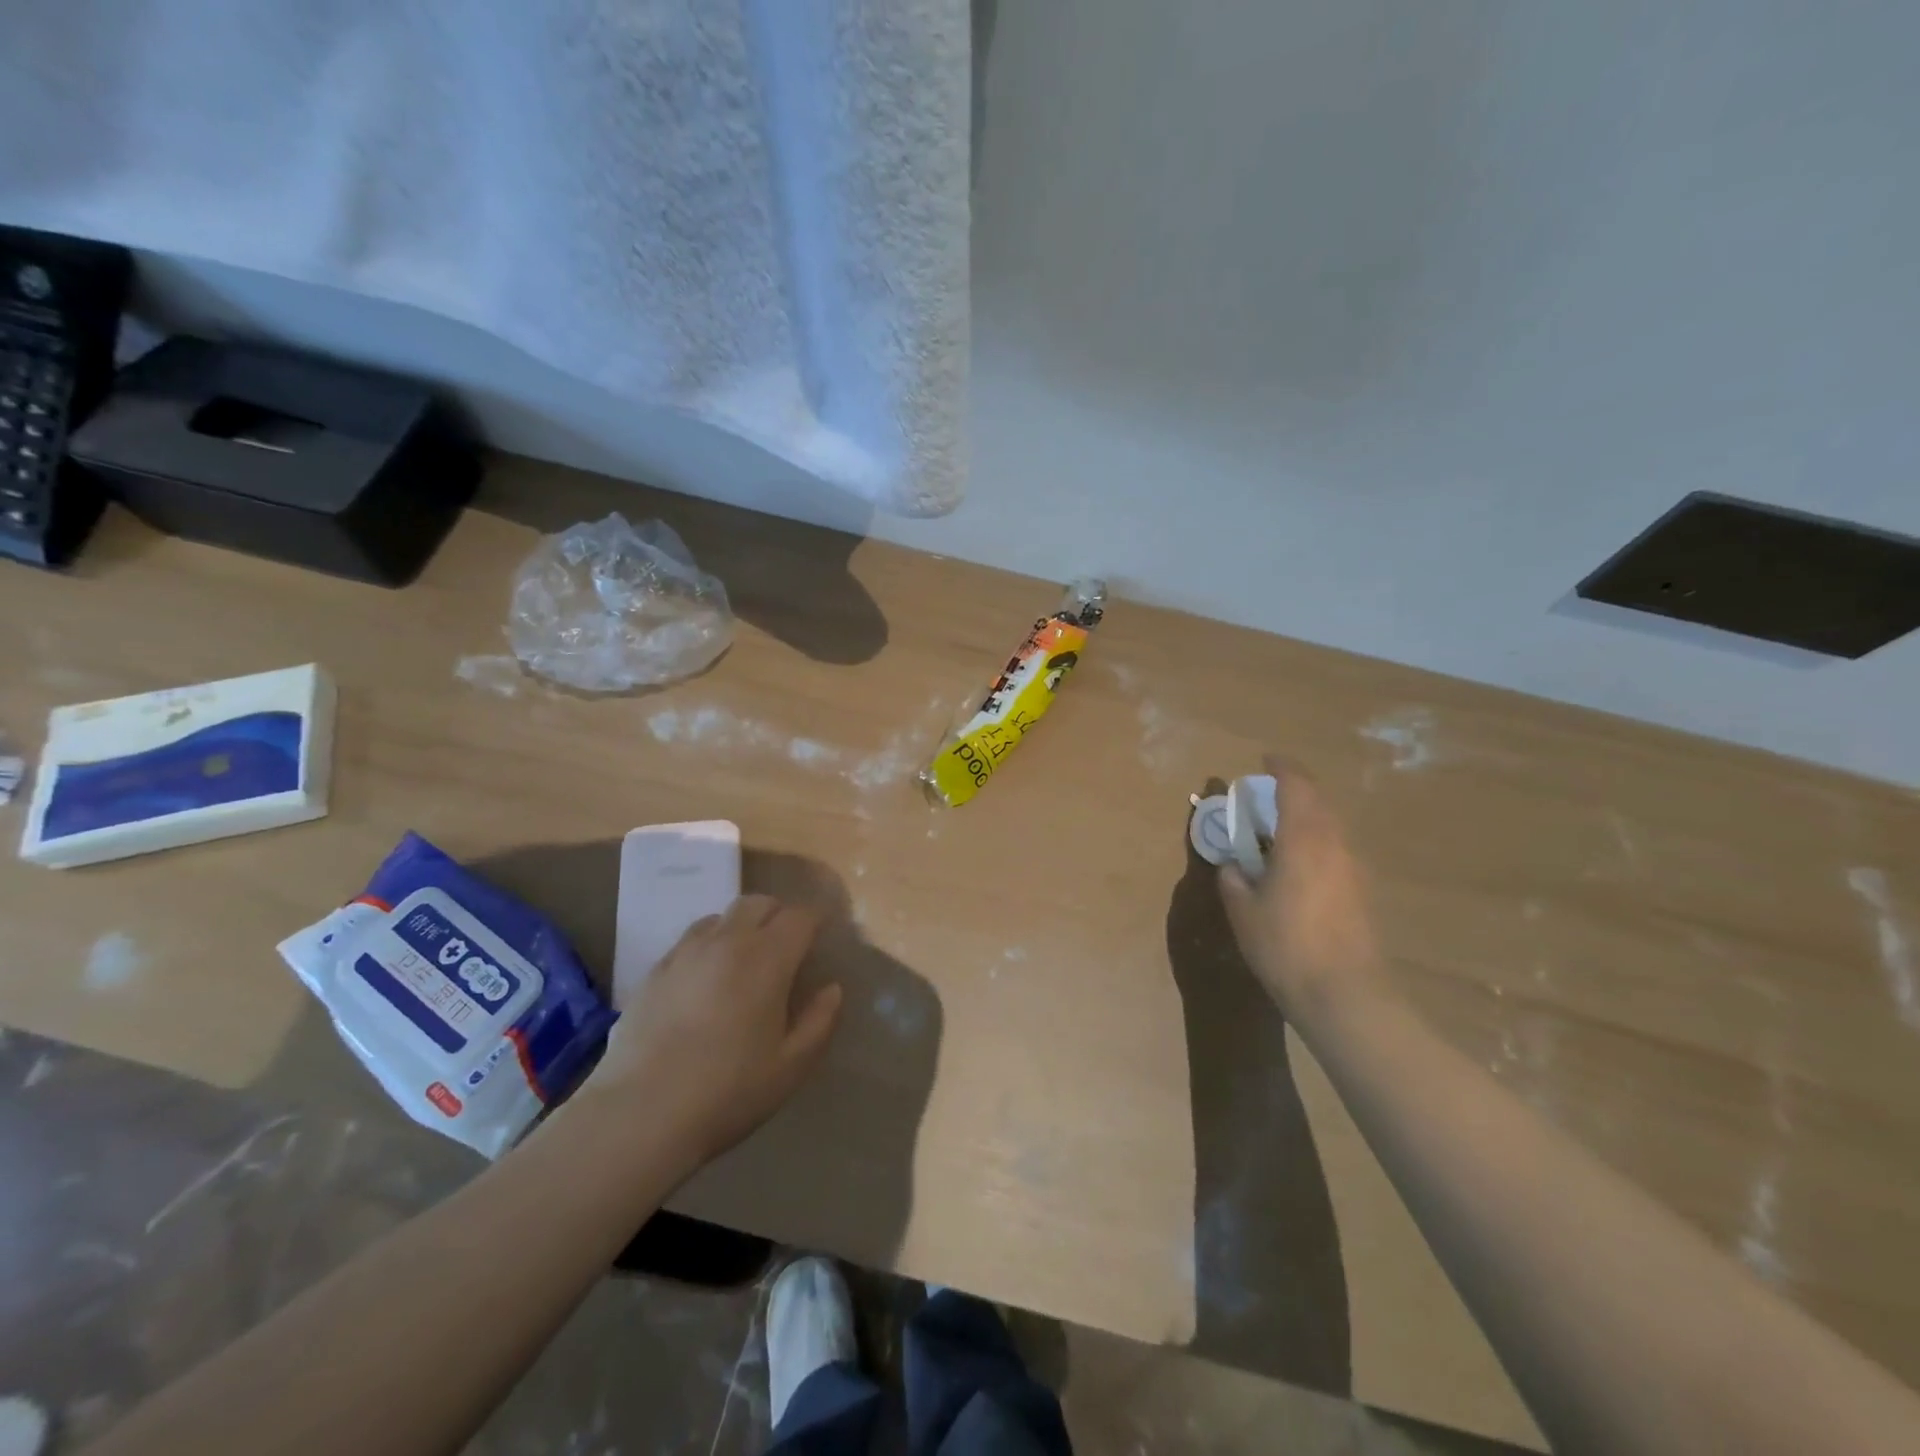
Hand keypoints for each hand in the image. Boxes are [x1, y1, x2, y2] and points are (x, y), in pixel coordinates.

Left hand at [583, 895, 843, 1168]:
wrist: (640, 1114)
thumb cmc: (728, 1091)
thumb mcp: (791, 1066)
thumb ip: (820, 1020)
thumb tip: (832, 988)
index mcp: (768, 958)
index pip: (801, 916)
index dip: (817, 920)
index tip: (823, 937)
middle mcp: (727, 941)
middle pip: (759, 902)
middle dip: (779, 915)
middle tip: (787, 946)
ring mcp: (685, 953)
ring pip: (721, 916)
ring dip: (740, 927)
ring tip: (744, 960)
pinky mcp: (654, 971)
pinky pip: (689, 941)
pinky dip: (707, 947)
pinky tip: (705, 982)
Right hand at [1218, 758, 1387, 1020]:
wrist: (1345, 994)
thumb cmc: (1285, 945)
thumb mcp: (1243, 911)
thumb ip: (1234, 879)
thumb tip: (1234, 865)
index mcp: (1303, 839)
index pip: (1296, 786)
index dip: (1281, 768)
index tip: (1264, 761)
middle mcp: (1334, 844)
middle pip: (1318, 801)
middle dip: (1294, 789)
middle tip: (1265, 795)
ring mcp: (1353, 867)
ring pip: (1330, 825)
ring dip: (1305, 816)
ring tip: (1277, 830)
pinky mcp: (1361, 890)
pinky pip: (1335, 848)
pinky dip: (1314, 841)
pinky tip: (1296, 865)